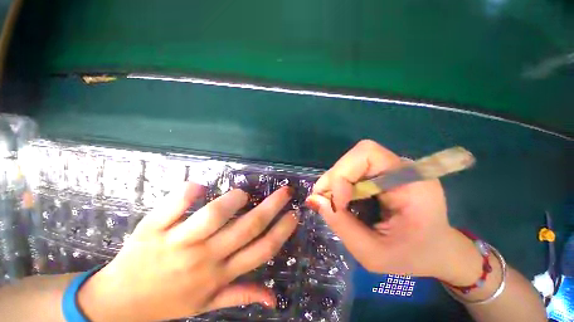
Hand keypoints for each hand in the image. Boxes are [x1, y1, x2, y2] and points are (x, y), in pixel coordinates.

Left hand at [78, 183, 297, 320]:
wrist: (117, 305)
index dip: (282, 231)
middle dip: (272, 207)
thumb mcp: (207, 306)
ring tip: (242, 194)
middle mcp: (204, 258)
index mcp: (219, 275)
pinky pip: (171, 208)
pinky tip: (197, 185)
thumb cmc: (167, 303)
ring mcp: (177, 243)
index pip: (261, 250)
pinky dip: (186, 194)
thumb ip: (240, 296)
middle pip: (246, 228)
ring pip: (211, 218)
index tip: (294, 214)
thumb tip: (274, 299)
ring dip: (231, 202)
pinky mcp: (152, 230)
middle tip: (285, 191)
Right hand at [306, 140, 481, 284]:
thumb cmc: (412, 256)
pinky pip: (353, 171)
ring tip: (332, 204)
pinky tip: (342, 201)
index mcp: (412, 182)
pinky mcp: (382, 173)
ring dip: (334, 182)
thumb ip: (341, 225)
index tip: (337, 203)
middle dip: (334, 178)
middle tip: (324, 202)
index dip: (343, 174)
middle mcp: (402, 167)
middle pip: (355, 156)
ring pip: (350, 163)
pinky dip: (340, 185)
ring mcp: (391, 168)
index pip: (367, 154)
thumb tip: (313, 199)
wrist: (436, 250)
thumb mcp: (374, 254)